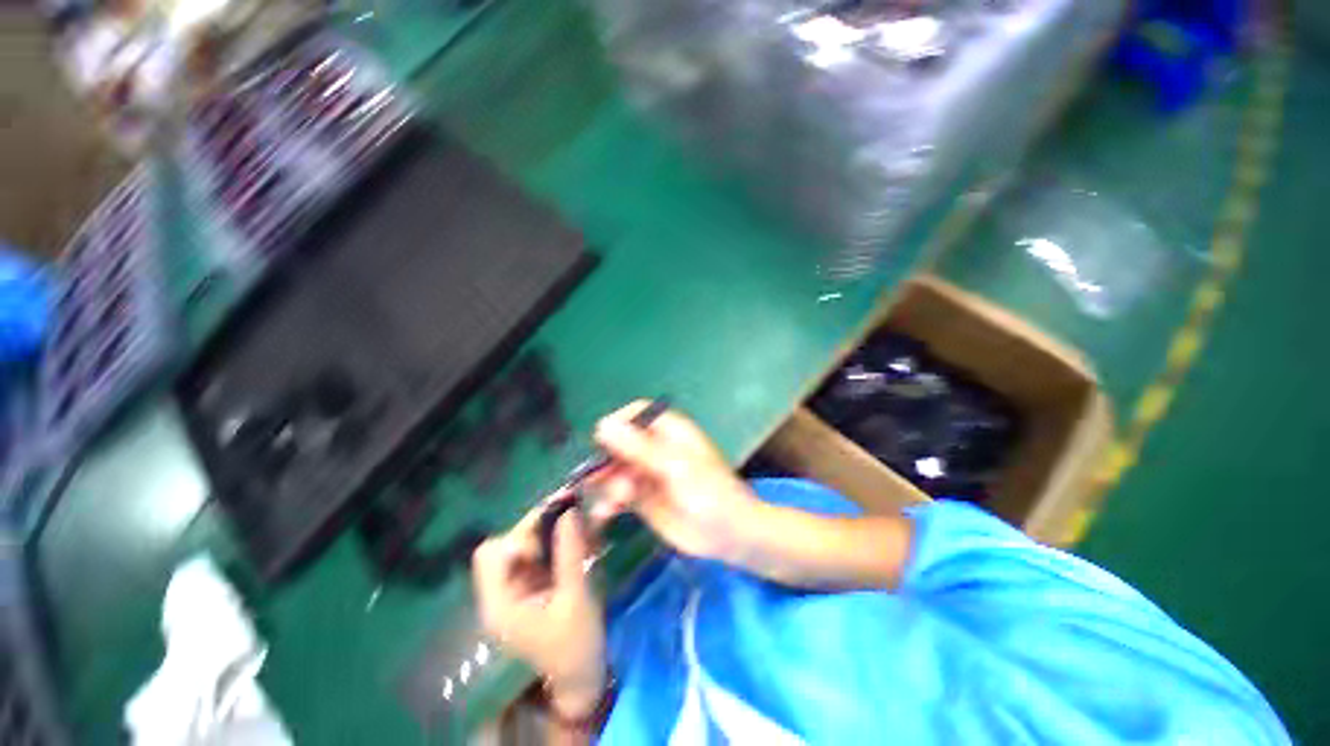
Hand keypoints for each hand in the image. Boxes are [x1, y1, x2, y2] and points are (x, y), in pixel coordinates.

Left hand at [472, 498, 605, 715]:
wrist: (580, 676)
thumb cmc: (575, 643)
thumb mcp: (576, 597)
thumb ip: (570, 553)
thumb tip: (568, 510)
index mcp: (500, 602)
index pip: (491, 554)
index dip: (520, 534)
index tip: (555, 523)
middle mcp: (500, 592)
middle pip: (507, 544)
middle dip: (538, 527)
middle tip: (570, 514)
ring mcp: (514, 589)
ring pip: (523, 545)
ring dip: (549, 531)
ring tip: (579, 523)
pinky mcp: (529, 587)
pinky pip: (537, 554)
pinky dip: (555, 542)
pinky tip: (578, 539)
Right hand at [588, 401, 763, 561]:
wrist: (731, 535)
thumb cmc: (710, 493)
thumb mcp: (675, 468)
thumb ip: (640, 448)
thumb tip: (604, 425)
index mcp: (669, 431)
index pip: (637, 413)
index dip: (618, 422)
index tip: (600, 441)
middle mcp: (656, 448)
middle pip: (621, 442)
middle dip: (607, 460)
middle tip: (595, 478)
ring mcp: (648, 474)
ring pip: (616, 469)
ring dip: (606, 484)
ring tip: (611, 505)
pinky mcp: (644, 498)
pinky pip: (618, 494)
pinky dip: (609, 502)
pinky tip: (606, 514)